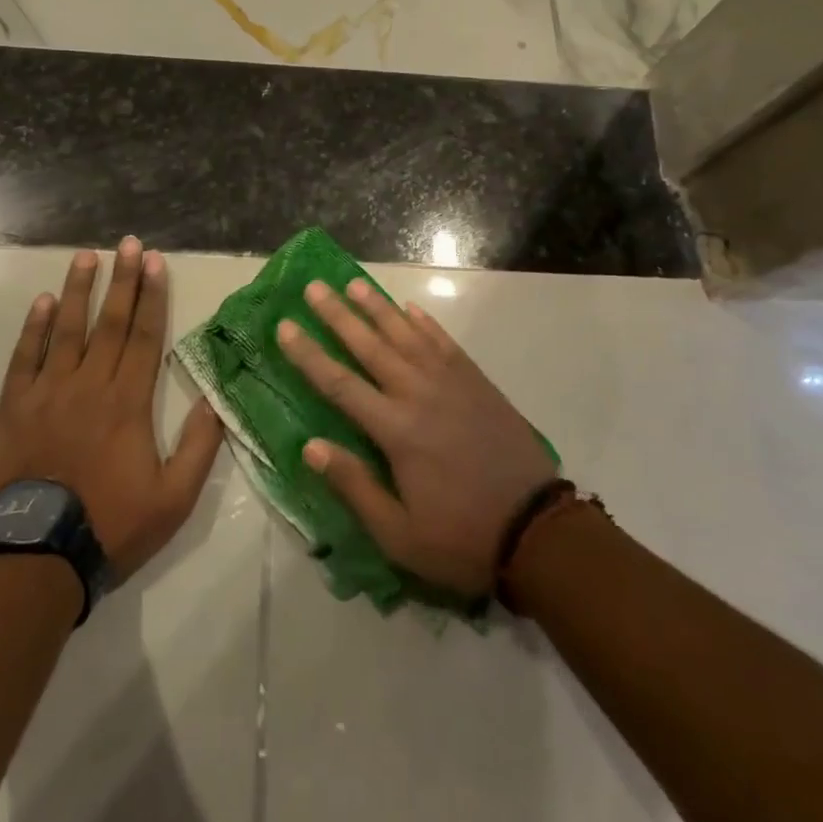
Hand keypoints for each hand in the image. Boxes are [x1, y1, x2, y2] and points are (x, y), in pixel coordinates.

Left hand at [0, 240, 223, 579]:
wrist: (37, 559)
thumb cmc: (111, 525)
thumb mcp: (174, 498)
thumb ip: (199, 446)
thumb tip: (216, 400)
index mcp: (128, 402)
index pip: (144, 336)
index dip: (151, 296)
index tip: (154, 262)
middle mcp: (89, 385)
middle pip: (110, 322)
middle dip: (122, 280)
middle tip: (128, 243)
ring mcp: (48, 393)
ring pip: (67, 330)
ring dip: (79, 290)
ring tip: (87, 256)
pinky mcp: (14, 408)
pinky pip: (24, 358)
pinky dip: (34, 328)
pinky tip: (43, 301)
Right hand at [276, 279, 557, 597]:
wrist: (537, 529)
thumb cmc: (461, 537)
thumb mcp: (399, 534)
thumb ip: (354, 486)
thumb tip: (310, 446)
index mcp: (395, 430)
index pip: (339, 384)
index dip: (308, 354)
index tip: (285, 326)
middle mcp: (418, 394)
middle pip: (369, 346)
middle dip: (338, 315)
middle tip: (314, 287)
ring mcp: (451, 382)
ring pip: (406, 334)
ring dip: (378, 307)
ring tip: (354, 283)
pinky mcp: (476, 381)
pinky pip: (444, 342)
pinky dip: (425, 322)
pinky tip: (410, 308)